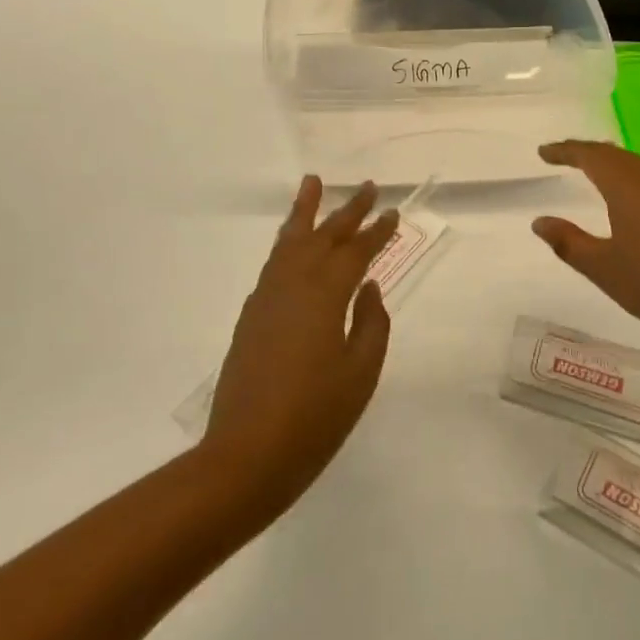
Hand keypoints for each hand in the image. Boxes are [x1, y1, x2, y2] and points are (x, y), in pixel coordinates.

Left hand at [204, 177, 398, 508]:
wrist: (245, 455)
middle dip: (347, 211)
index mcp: (324, 296)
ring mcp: (266, 299)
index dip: (377, 232)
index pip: (355, 253)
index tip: (393, 213)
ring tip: (313, 184)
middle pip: (322, 237)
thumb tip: (369, 288)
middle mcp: (292, 285)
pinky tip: (293, 245)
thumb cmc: (314, 418)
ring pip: (289, 242)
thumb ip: (371, 324)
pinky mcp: (251, 316)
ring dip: (305, 213)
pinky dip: (287, 244)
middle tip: (367, 187)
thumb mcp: (360, 374)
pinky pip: (273, 264)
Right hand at [532, 141, 639, 357]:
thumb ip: (568, 242)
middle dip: (587, 152)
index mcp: (628, 187)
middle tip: (563, 157)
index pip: (591, 156)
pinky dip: (629, 181)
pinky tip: (628, 203)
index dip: (565, 151)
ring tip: (592, 173)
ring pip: (637, 168)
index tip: (543, 152)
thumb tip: (540, 222)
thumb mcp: (603, 267)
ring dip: (611, 165)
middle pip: (616, 155)